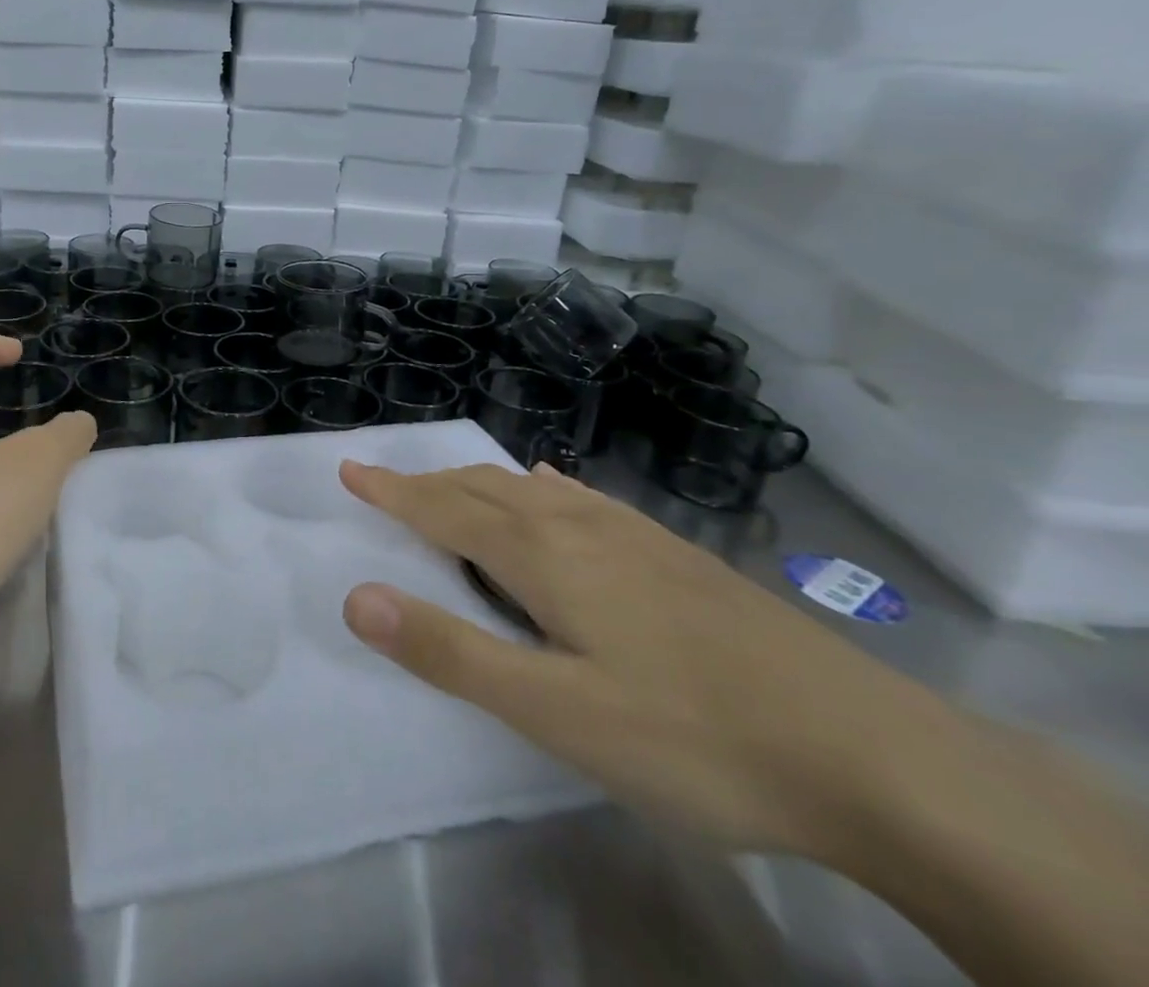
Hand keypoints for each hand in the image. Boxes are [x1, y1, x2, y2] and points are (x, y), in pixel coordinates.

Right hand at [337, 460, 962, 860]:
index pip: (445, 510)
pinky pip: (583, 500)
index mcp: (544, 556)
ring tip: (448, 487)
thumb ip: (451, 652)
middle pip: (483, 490)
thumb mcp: (556, 712)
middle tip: (384, 480)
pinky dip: (541, 489)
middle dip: (426, 484)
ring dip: (477, 485)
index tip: (350, 468)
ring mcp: (634, 536)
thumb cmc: (694, 737)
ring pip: (531, 491)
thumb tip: (356, 596)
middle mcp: (580, 527)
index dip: (393, 491)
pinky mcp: (674, 554)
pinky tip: (553, 491)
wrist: (872, 753)